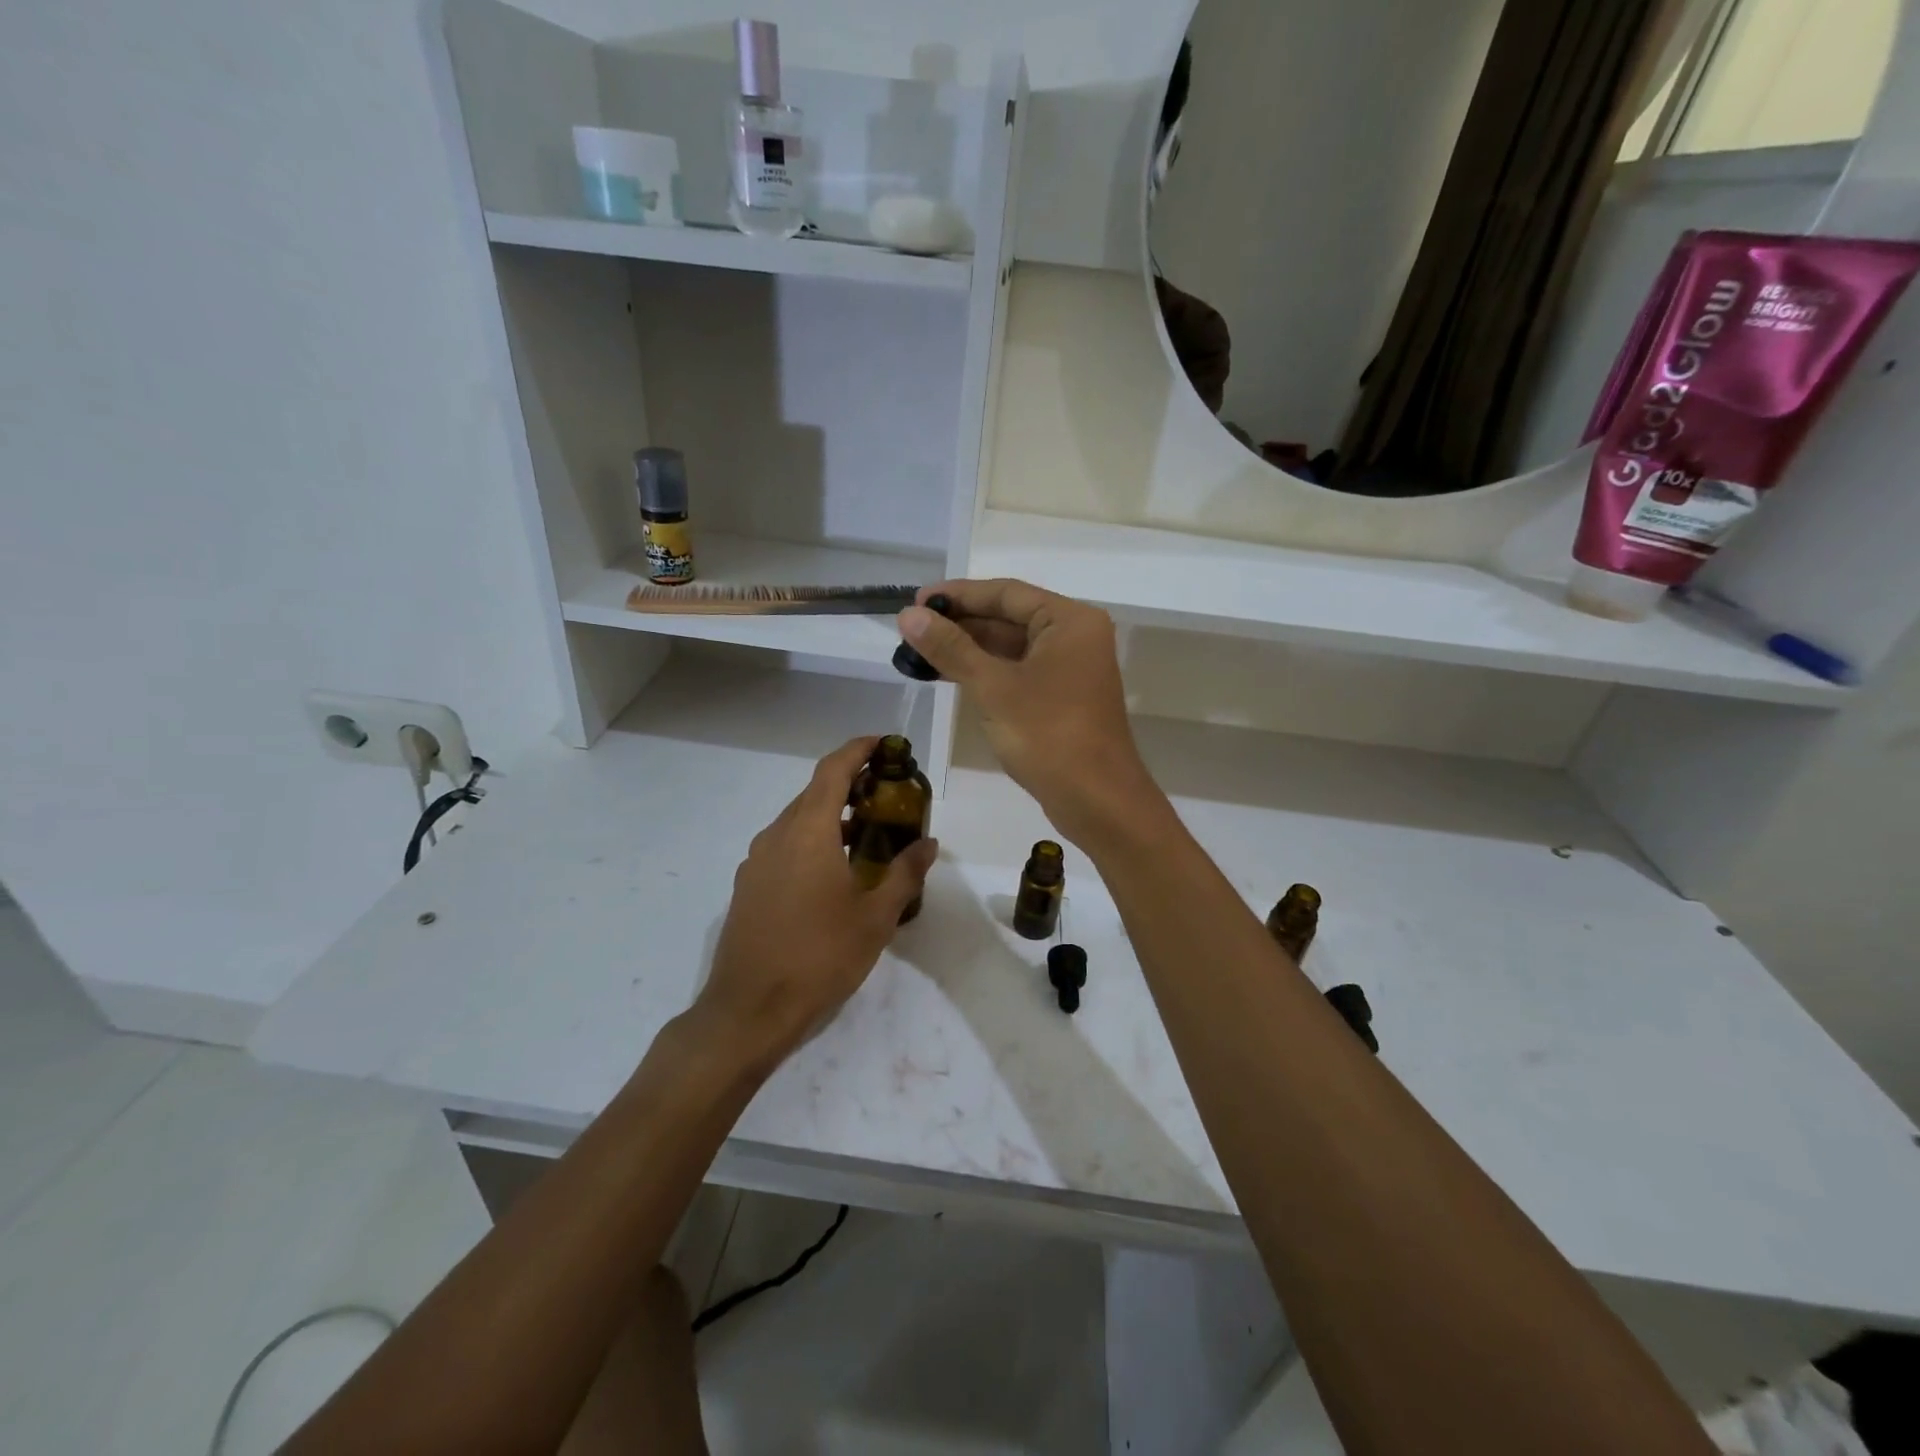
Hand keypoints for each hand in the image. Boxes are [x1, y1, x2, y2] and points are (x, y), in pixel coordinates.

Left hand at [693, 737, 936, 1070]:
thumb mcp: (875, 917)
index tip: (883, 743)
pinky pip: (784, 846)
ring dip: (831, 816)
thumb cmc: (820, 956)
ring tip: (866, 834)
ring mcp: (757, 861)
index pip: (833, 770)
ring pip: (798, 821)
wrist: (750, 1009)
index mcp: (809, 831)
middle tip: (886, 794)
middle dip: (849, 784)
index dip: (858, 749)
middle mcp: (777, 835)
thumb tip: (928, 844)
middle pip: (815, 792)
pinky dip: (812, 841)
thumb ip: (904, 874)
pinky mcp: (748, 886)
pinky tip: (833, 872)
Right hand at [897, 579, 1163, 845]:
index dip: (959, 595)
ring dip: (969, 649)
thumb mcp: (993, 688)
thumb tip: (908, 615)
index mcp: (1069, 621)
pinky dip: (986, 672)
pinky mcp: (1062, 698)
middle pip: (1009, 617)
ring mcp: (1070, 669)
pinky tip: (951, 675)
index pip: (1006, 593)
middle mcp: (1075, 637)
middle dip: (961, 623)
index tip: (918, 601)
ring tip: (921, 651)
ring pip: (1012, 647)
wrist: (1097, 801)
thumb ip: (951, 648)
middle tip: (912, 628)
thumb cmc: (1048, 736)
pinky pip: (1019, 672)